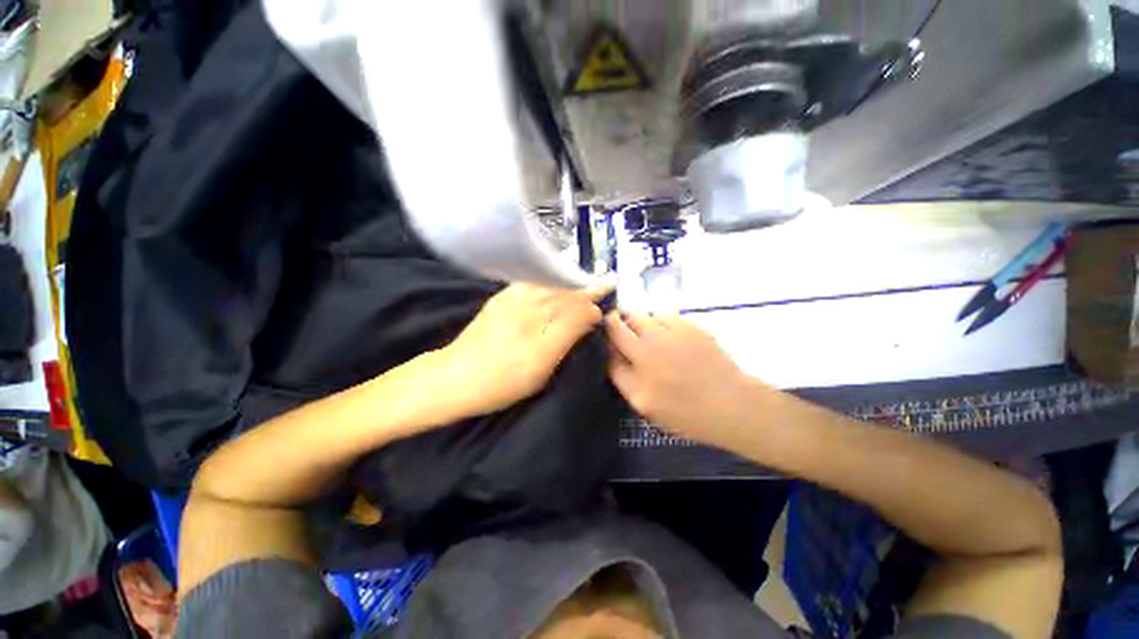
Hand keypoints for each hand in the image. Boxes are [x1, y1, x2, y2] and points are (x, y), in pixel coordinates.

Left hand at [435, 283, 608, 416]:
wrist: (456, 376)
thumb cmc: (504, 382)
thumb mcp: (542, 369)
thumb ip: (568, 338)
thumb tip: (590, 315)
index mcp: (544, 333)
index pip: (579, 312)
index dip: (593, 309)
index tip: (601, 312)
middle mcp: (531, 310)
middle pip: (567, 295)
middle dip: (586, 291)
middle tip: (605, 284)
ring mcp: (514, 300)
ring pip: (552, 286)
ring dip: (570, 285)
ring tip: (583, 284)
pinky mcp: (502, 298)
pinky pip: (532, 283)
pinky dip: (549, 281)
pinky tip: (554, 284)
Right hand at [606, 312, 758, 445]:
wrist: (732, 403)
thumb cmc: (688, 413)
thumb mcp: (648, 407)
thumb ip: (624, 380)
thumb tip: (612, 354)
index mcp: (636, 381)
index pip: (607, 352)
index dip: (604, 343)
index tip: (606, 340)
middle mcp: (647, 354)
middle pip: (617, 325)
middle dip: (613, 323)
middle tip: (620, 329)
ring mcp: (667, 337)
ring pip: (639, 316)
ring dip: (638, 323)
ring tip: (649, 334)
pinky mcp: (687, 326)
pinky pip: (663, 316)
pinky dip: (660, 322)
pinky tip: (670, 335)